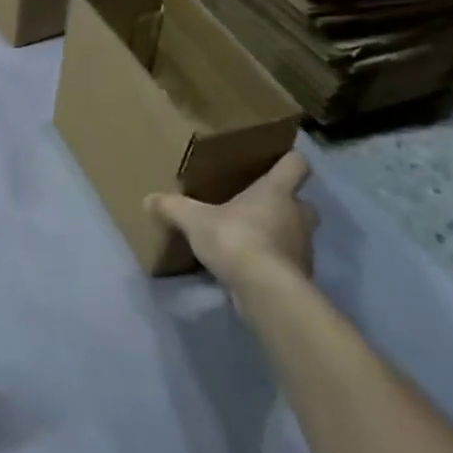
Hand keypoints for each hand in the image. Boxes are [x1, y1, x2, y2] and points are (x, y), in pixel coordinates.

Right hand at [146, 150, 318, 294]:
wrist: (266, 291)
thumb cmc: (236, 239)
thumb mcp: (194, 220)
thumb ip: (173, 207)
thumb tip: (148, 199)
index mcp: (276, 190)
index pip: (296, 164)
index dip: (288, 160)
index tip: (277, 161)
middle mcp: (297, 215)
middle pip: (304, 202)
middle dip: (286, 204)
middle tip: (259, 206)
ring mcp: (303, 249)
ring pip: (297, 234)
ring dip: (279, 235)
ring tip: (250, 239)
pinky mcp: (300, 278)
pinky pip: (288, 263)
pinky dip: (274, 263)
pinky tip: (250, 268)